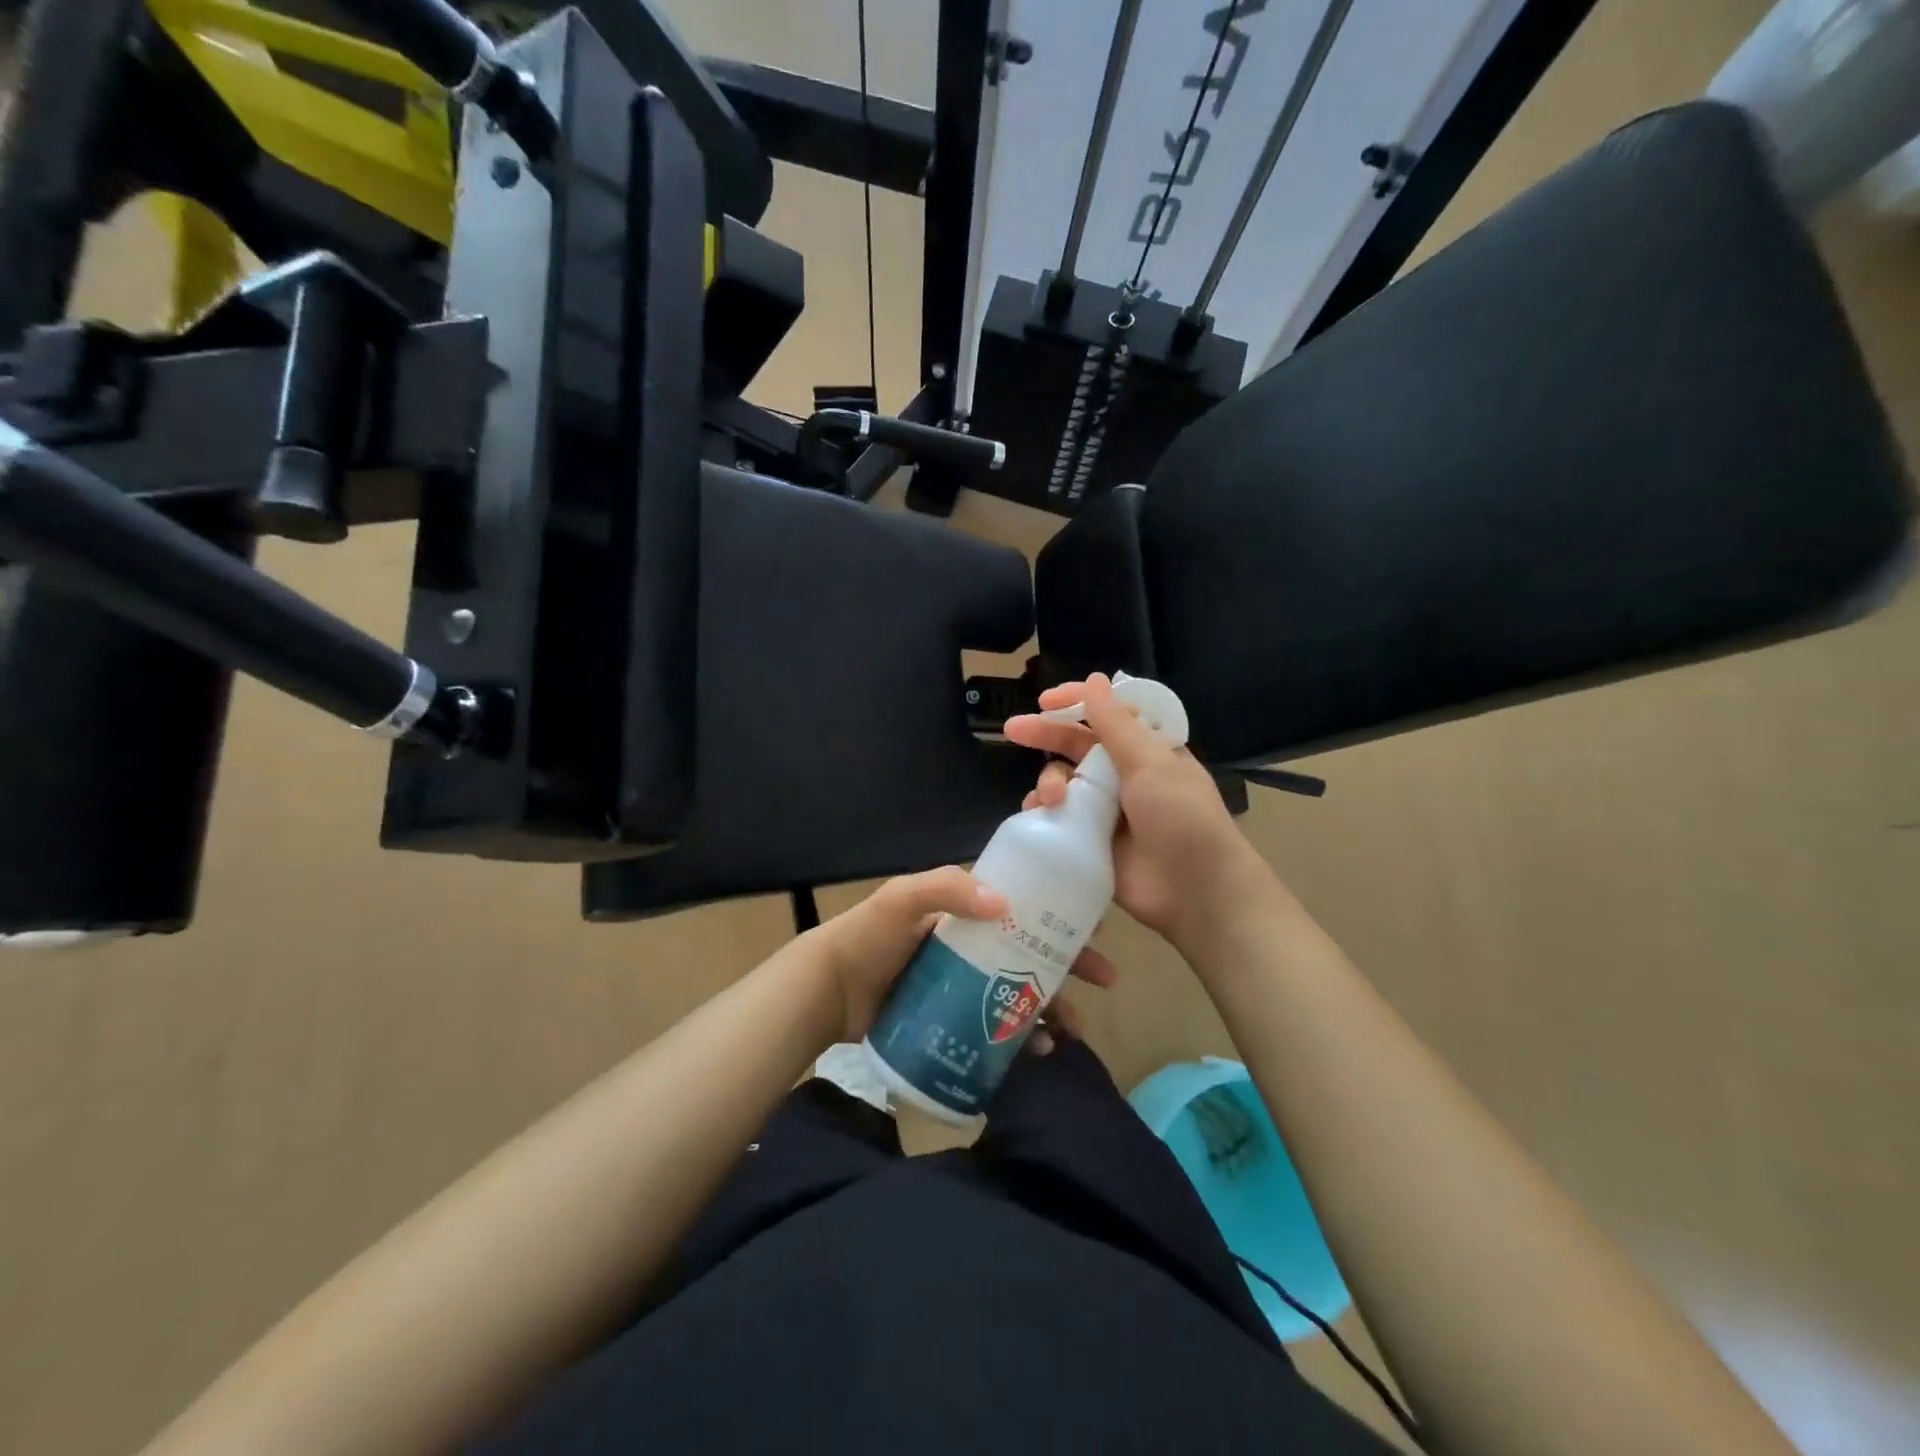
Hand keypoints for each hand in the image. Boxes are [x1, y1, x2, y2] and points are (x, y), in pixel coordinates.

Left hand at [808, 866, 1117, 1043]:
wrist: (828, 992)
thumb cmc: (868, 937)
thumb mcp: (902, 899)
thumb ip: (945, 889)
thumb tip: (1003, 902)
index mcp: (965, 912)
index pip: (1023, 908)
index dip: (1059, 915)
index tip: (1095, 926)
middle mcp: (973, 945)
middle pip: (1032, 952)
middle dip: (1071, 963)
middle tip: (1106, 979)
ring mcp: (966, 985)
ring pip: (1022, 993)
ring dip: (1054, 1007)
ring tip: (1075, 1029)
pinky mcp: (957, 1020)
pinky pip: (1000, 1028)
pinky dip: (1024, 1039)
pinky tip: (1042, 1051)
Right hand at [1003, 674, 1272, 956]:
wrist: (1195, 891)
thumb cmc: (1181, 817)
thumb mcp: (1152, 763)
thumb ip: (1116, 724)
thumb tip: (1095, 678)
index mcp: (1146, 749)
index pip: (1107, 714)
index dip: (1077, 702)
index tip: (1046, 700)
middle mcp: (1124, 774)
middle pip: (1077, 745)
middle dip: (1046, 735)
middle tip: (1014, 730)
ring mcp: (1106, 809)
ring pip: (1064, 781)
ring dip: (1049, 782)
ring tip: (1049, 799)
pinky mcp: (1091, 841)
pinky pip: (1059, 819)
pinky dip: (1044, 814)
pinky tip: (1036, 815)